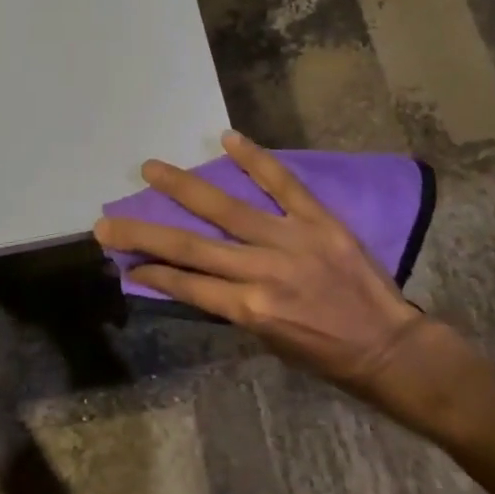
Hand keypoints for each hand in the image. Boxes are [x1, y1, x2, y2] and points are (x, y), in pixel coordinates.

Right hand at [94, 131, 428, 390]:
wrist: (388, 347)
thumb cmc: (324, 353)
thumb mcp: (268, 341)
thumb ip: (232, 305)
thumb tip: (196, 277)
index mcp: (248, 309)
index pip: (186, 284)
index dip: (150, 271)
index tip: (123, 261)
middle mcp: (261, 272)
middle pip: (191, 247)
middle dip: (143, 233)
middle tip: (107, 220)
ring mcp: (290, 240)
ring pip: (226, 209)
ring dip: (184, 187)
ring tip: (151, 168)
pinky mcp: (318, 220)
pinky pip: (282, 184)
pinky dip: (255, 160)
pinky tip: (227, 140)